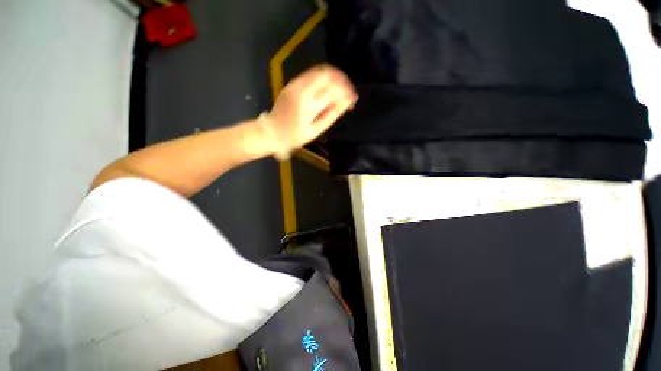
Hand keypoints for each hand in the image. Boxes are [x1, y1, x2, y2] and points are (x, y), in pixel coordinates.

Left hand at [257, 64, 357, 158]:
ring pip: (320, 71)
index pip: (333, 90)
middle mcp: (302, 88)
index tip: (353, 99)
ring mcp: (296, 83)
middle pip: (328, 75)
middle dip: (342, 81)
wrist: (271, 131)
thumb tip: (346, 102)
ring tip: (342, 87)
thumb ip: (332, 115)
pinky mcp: (292, 83)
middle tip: (349, 91)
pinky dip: (324, 78)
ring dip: (334, 76)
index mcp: (309, 103)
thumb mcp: (316, 130)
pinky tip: (329, 86)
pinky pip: (311, 74)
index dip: (346, 93)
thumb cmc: (295, 136)